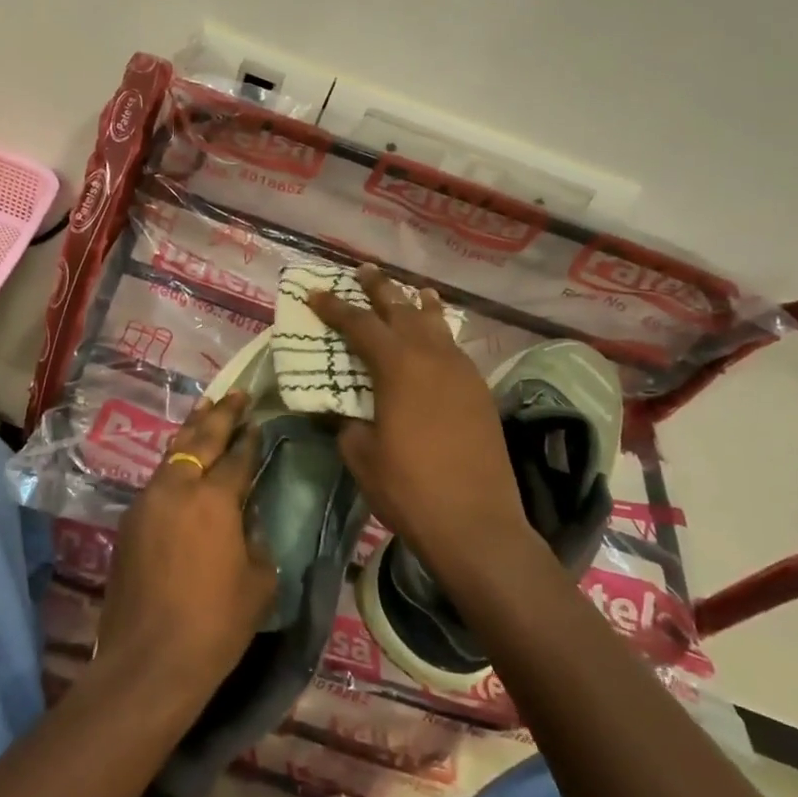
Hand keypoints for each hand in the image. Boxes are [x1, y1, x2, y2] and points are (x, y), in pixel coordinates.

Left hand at [95, 391, 275, 701]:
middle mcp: (178, 488)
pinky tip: (182, 464)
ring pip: (173, 454)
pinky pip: (158, 480)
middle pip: (201, 439)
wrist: (150, 659)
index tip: (258, 421)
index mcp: (215, 499)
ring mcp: (147, 501)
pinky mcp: (130, 521)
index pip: (238, 456)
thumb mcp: (258, 583)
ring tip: (206, 411)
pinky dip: (174, 464)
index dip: (250, 438)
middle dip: (221, 414)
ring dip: (192, 432)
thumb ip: (255, 541)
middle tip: (235, 393)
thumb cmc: (215, 623)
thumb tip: (245, 521)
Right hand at [308, 266, 536, 578]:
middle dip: (380, 289)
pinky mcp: (480, 392)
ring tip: (411, 290)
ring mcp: (462, 372)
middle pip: (402, 310)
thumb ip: (348, 422)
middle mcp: (432, 357)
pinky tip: (436, 338)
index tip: (316, 294)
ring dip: (418, 305)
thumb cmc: (409, 489)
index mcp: (398, 367)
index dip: (335, 308)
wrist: (477, 524)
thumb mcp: (361, 454)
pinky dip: (440, 334)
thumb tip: (344, 410)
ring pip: (437, 324)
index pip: (360, 324)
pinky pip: (454, 348)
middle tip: (365, 272)